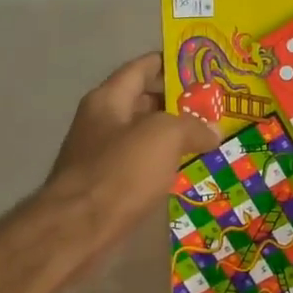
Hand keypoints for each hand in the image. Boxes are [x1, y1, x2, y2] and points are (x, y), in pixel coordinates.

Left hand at [45, 52, 218, 258]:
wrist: (78, 229)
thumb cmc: (120, 171)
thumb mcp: (163, 137)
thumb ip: (191, 126)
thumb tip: (213, 131)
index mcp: (108, 99)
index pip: (140, 67)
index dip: (169, 63)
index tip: (199, 65)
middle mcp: (100, 121)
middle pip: (142, 102)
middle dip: (176, 102)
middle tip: (213, 106)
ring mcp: (100, 155)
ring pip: (142, 136)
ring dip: (171, 136)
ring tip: (207, 137)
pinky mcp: (105, 186)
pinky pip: (139, 165)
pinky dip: (161, 164)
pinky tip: (184, 171)